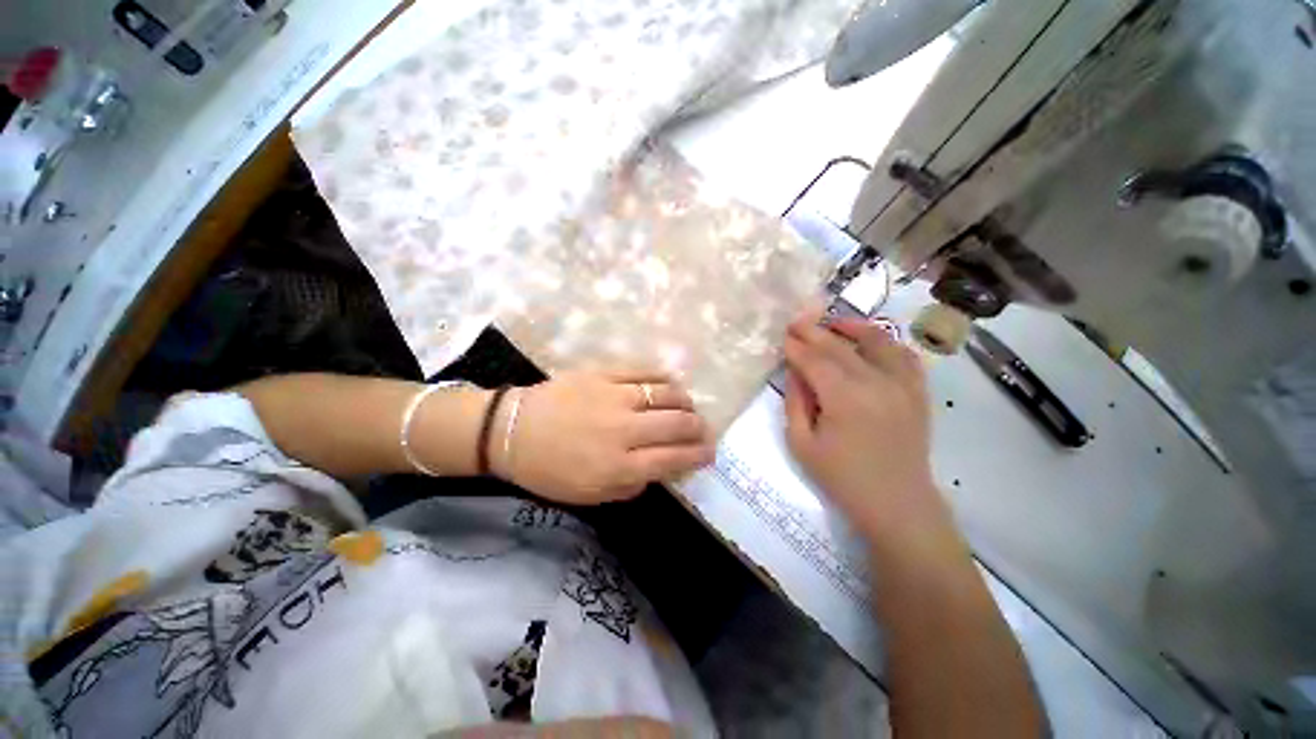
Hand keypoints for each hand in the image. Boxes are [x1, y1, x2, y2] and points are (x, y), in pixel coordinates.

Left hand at [494, 371, 715, 504]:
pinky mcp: (603, 374)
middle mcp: (623, 430)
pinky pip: (643, 372)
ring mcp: (614, 397)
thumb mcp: (589, 495)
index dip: (698, 455)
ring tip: (689, 407)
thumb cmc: (549, 470)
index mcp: (618, 466)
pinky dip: (663, 378)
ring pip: (666, 395)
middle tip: (704, 430)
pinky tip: (670, 384)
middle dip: (699, 428)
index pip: (673, 458)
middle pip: (676, 424)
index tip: (710, 452)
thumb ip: (630, 486)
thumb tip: (659, 469)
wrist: (511, 430)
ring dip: (685, 402)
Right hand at [782, 310, 951, 542]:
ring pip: (878, 341)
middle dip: (815, 332)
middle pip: (840, 347)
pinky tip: (872, 341)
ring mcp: (903, 385)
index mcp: (844, 398)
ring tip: (834, 323)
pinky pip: (905, 356)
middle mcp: (876, 383)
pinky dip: (887, 343)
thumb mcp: (802, 444)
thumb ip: (795, 402)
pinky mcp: (918, 392)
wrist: (896, 503)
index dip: (796, 346)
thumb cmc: (842, 478)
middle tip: (797, 322)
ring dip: (854, 327)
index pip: (814, 360)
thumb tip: (795, 372)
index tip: (783, 335)